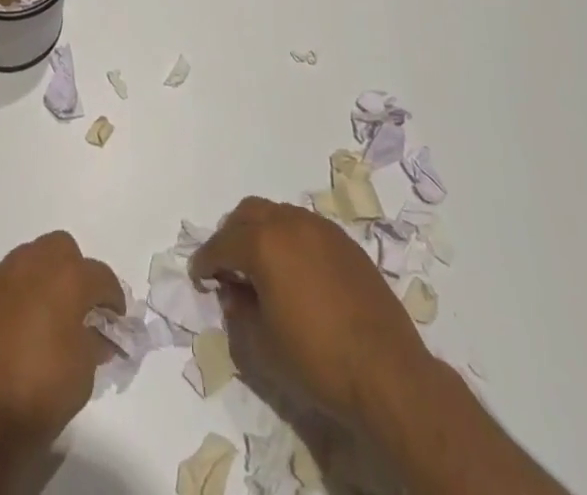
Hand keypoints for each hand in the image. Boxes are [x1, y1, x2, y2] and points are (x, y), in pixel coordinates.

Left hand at [0, 231, 124, 454]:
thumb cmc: (37, 394)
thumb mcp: (82, 375)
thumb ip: (93, 344)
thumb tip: (96, 334)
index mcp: (66, 277)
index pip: (100, 276)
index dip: (112, 297)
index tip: (115, 319)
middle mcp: (32, 263)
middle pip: (62, 249)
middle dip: (74, 271)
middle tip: (78, 307)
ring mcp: (0, 275)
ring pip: (30, 259)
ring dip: (43, 279)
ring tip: (46, 317)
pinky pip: (5, 281)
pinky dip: (17, 295)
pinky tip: (17, 327)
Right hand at [191, 196, 431, 425]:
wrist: (387, 373)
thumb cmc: (317, 360)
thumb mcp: (262, 345)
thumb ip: (239, 312)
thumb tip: (233, 292)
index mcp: (263, 243)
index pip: (222, 243)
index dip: (205, 260)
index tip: (199, 276)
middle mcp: (289, 223)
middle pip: (248, 213)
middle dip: (231, 235)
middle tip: (227, 265)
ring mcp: (320, 228)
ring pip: (278, 214)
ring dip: (261, 232)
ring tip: (261, 265)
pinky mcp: (345, 242)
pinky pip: (305, 227)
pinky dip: (289, 239)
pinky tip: (295, 270)